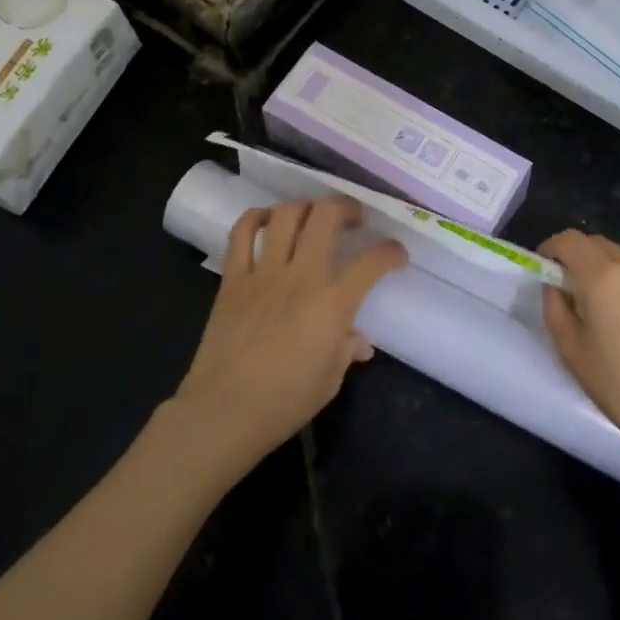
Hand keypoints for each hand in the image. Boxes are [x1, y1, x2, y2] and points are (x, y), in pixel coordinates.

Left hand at [176, 197, 405, 463]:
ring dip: (306, 207)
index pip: (372, 262)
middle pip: (326, 217)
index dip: (391, 252)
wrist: (223, 412)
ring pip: (287, 216)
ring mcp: (264, 273)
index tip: (396, 255)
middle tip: (353, 218)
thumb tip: (359, 341)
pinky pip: (242, 233)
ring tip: (313, 215)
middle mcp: (302, 277)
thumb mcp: (329, 381)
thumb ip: (346, 350)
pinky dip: (256, 217)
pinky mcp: (233, 278)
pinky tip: (268, 220)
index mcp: (333, 304)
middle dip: (346, 208)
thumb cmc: (284, 403)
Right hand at [538, 230, 619, 470]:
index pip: (569, 240)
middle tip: (577, 291)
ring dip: (613, 273)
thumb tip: (556, 286)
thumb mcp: (572, 352)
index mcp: (603, 276)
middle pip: (600, 245)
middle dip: (582, 259)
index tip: (547, 268)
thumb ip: (556, 308)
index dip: (552, 248)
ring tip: (615, 310)